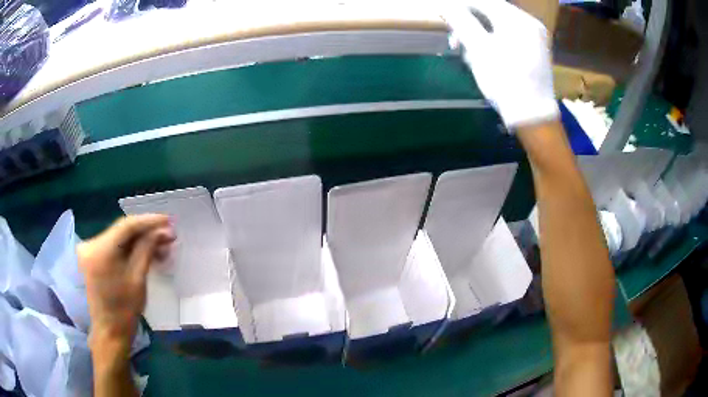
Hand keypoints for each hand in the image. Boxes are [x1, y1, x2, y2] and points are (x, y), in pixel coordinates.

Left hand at [78, 215, 174, 350]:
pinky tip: (146, 254)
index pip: (126, 226)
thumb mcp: (138, 278)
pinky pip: (115, 246)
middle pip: (123, 231)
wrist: (110, 331)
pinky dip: (131, 249)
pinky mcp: (93, 257)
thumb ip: (148, 248)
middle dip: (146, 233)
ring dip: (140, 242)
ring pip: (120, 238)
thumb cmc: (125, 310)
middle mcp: (91, 244)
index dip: (149, 221)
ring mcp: (91, 250)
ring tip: (161, 249)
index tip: (168, 220)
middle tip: (169, 237)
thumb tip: (163, 229)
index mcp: (100, 250)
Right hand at [443, 0, 558, 127]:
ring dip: (480, 32)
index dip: (460, 5)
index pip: (482, 1)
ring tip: (468, 51)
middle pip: (492, 11)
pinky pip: (509, 35)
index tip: (442, 12)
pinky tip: (486, 54)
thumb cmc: (505, 81)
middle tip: (455, 39)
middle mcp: (529, 22)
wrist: (534, 116)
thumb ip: (461, 21)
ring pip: (499, 24)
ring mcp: (535, 36)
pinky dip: (494, 40)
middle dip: (470, 21)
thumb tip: (445, 5)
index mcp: (517, 19)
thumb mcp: (479, 49)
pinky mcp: (536, 49)